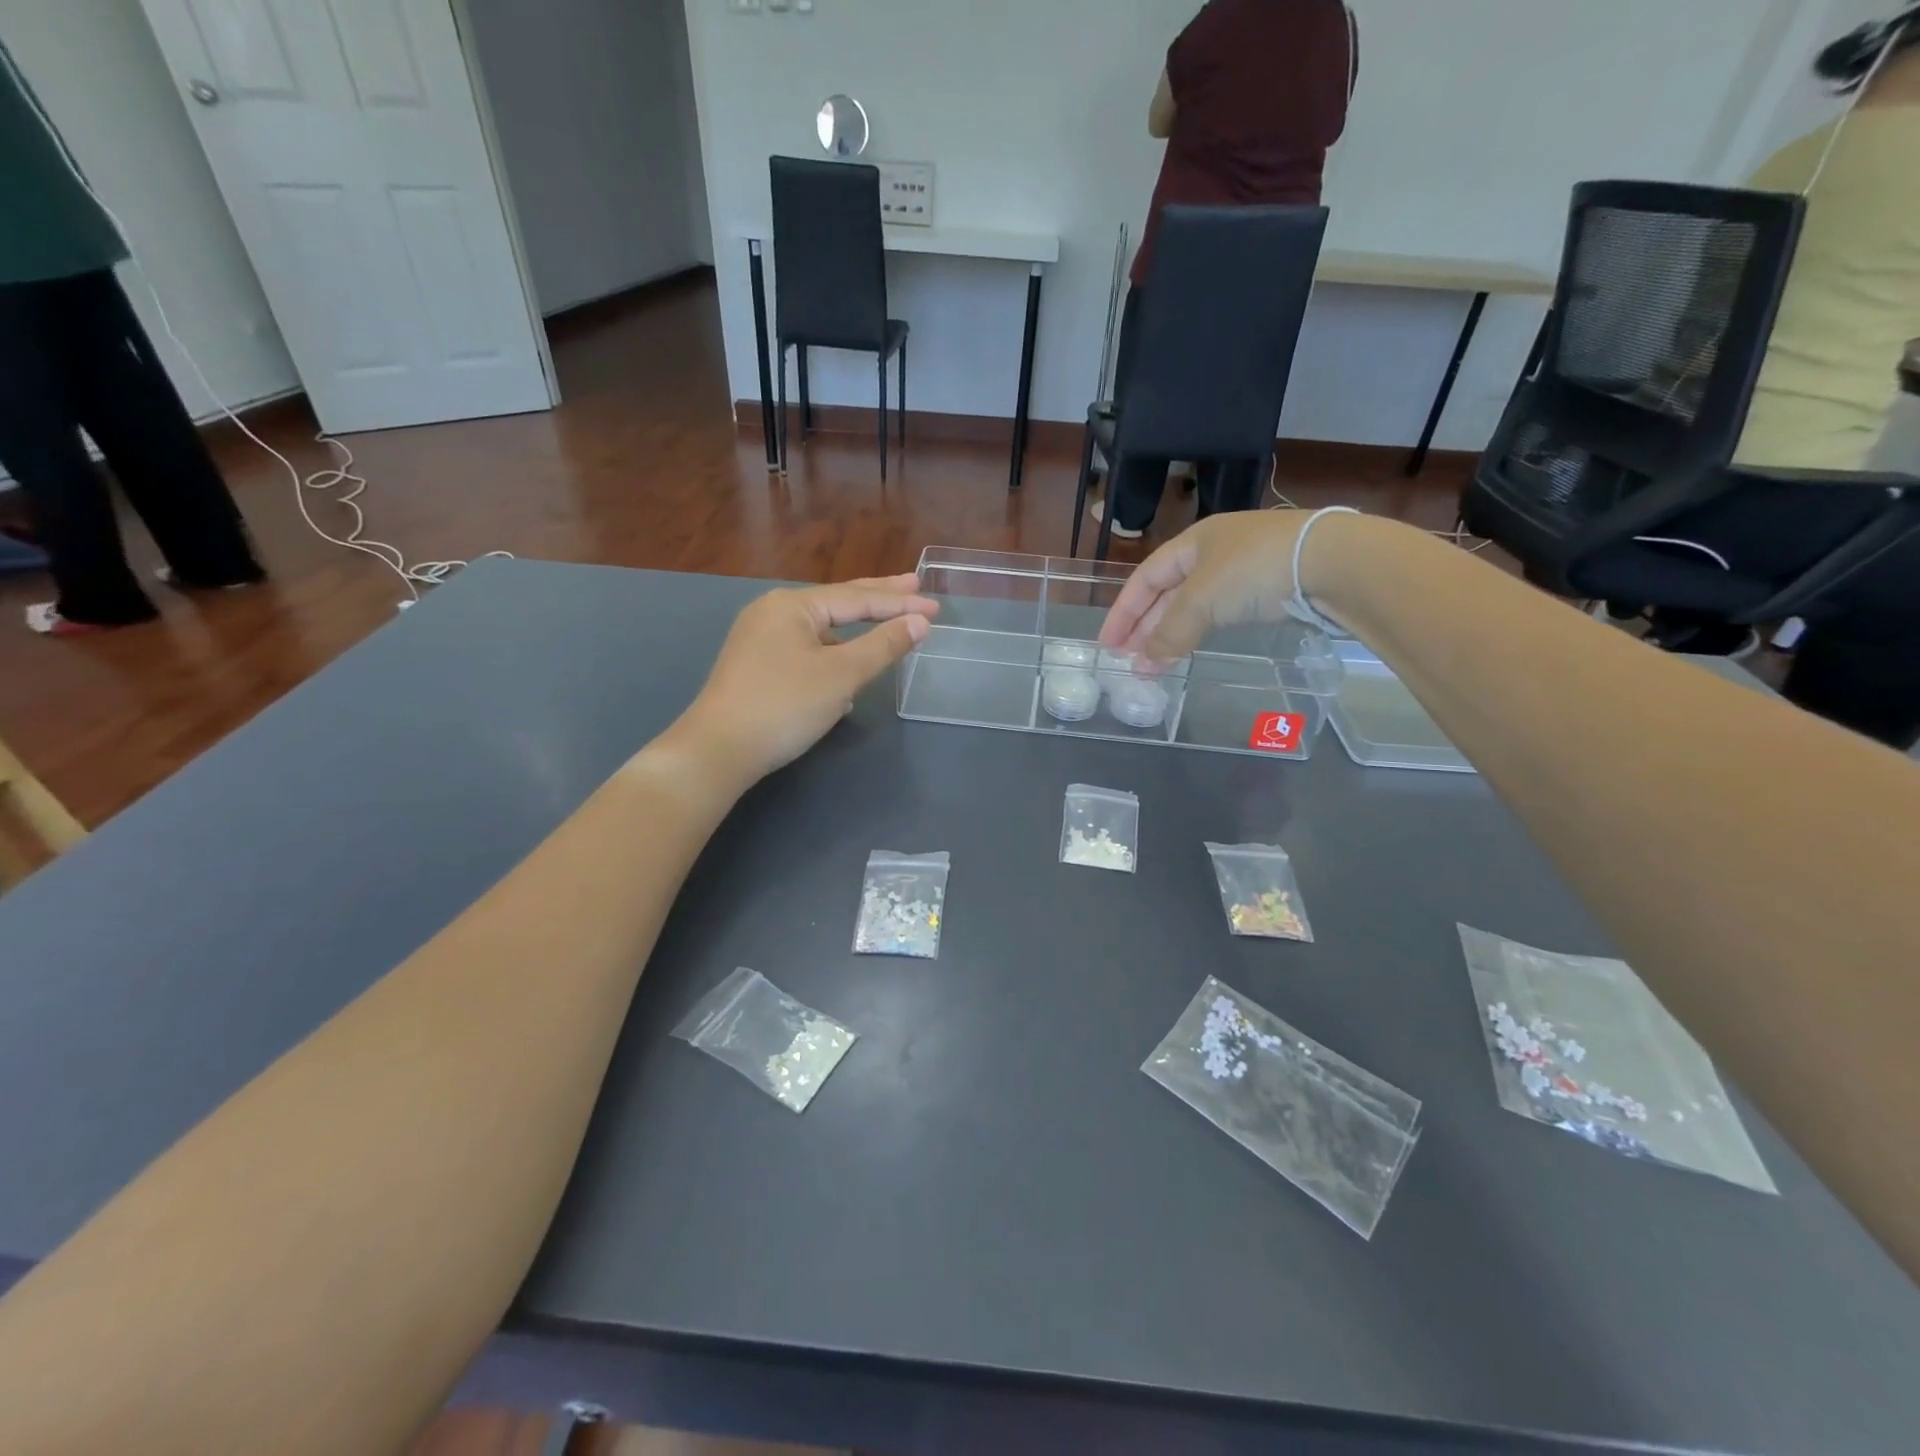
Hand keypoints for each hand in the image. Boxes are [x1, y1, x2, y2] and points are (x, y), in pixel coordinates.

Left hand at [674, 574, 936, 784]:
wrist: (718, 750)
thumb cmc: (784, 705)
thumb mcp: (841, 675)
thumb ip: (883, 645)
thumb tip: (919, 622)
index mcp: (792, 605)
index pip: (857, 598)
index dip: (900, 603)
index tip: (936, 606)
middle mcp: (773, 612)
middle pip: (837, 602)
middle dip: (878, 598)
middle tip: (914, 585)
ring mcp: (760, 638)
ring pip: (821, 628)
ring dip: (855, 630)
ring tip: (886, 626)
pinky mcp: (756, 665)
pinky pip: (806, 648)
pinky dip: (833, 653)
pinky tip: (847, 668)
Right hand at [1099, 512, 1317, 662]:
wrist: (1334, 563)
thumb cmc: (1254, 570)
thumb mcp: (1202, 600)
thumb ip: (1169, 633)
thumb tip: (1143, 665)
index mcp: (1194, 541)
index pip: (1145, 578)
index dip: (1122, 612)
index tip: (1108, 645)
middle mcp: (1216, 550)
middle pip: (1168, 592)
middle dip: (1146, 626)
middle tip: (1130, 659)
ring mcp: (1246, 568)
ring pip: (1195, 604)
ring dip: (1172, 633)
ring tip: (1157, 661)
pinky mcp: (1271, 587)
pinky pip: (1221, 612)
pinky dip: (1201, 631)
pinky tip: (1196, 645)